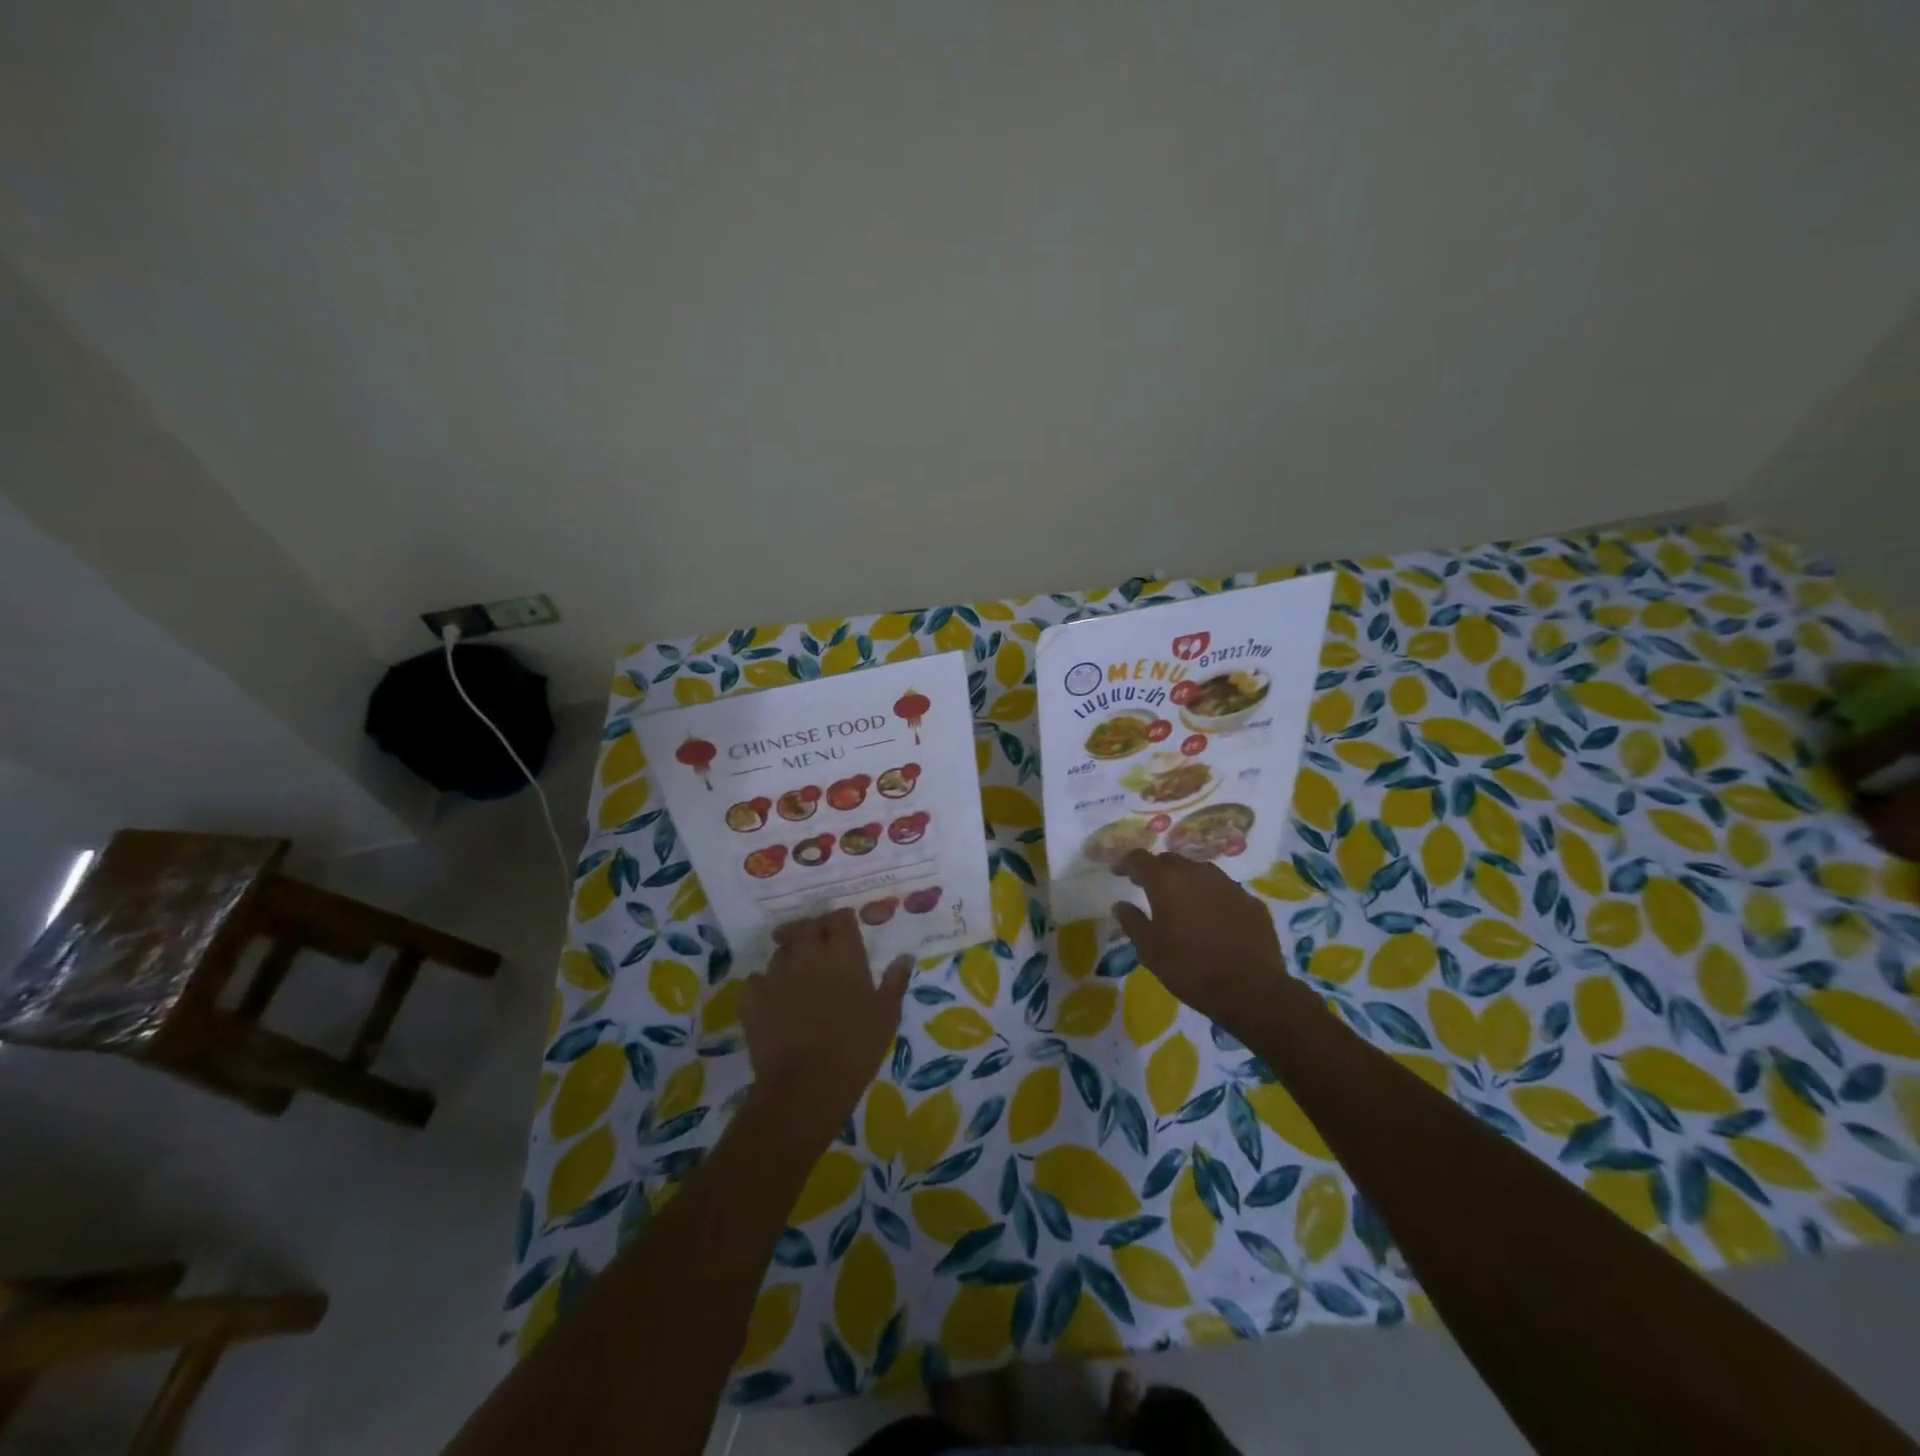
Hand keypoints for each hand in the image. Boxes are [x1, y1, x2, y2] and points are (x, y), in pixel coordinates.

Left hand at [741, 909, 910, 1142]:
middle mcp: (808, 953)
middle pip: (807, 927)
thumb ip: (895, 980)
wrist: (805, 1085)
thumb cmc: (856, 1047)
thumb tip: (905, 957)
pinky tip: (773, 999)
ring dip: (791, 955)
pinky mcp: (752, 996)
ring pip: (782, 950)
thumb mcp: (887, 1014)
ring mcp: (776, 973)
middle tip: (820, 945)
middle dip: (814, 930)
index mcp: (843, 953)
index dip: (842, 921)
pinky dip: (766, 983)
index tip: (846, 930)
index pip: (840, 918)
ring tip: (799, 974)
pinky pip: (757, 979)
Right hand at [1111, 851, 1291, 1028]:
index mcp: (1167, 882)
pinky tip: (1212, 918)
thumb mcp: (1150, 951)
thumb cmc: (1191, 970)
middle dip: (1156, 870)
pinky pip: (1223, 890)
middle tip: (1148, 887)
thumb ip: (1133, 922)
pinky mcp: (1250, 900)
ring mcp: (1228, 884)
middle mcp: (1197, 873)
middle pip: (1170, 860)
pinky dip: (1211, 897)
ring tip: (1181, 901)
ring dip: (1185, 881)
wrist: (1252, 991)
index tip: (1118, 873)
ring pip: (1199, 872)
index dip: (1126, 863)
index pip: (1140, 858)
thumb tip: (1120, 905)